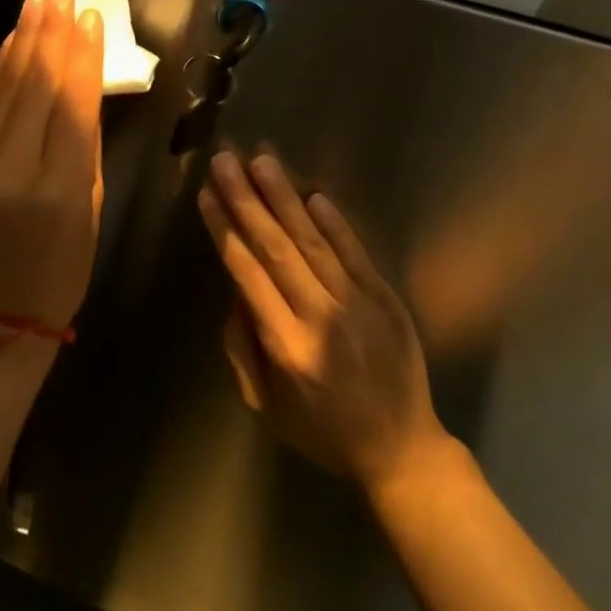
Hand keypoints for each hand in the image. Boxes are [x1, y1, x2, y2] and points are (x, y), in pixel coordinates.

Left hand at [0, 0, 104, 340]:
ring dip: (23, 40)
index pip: (71, 104)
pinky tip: (14, 43)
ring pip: (2, 88)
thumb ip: (85, 144)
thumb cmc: (59, 270)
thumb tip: (84, 83)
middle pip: (34, 86)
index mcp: (56, 191)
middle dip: (51, 32)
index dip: (83, 55)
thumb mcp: (90, 210)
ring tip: (40, 2)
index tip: (91, 17)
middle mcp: (8, 172)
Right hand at [200, 152, 450, 492]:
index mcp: (286, 346)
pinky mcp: (386, 299)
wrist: (403, 451)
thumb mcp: (266, 403)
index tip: (207, 195)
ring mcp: (359, 306)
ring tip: (262, 160)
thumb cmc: (322, 429)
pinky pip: (356, 254)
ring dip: (285, 198)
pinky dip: (335, 223)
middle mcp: (320, 319)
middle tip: (226, 160)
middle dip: (247, 200)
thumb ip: (243, 345)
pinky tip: (314, 194)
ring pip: (314, 242)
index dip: (226, 230)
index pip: (248, 274)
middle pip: (277, 249)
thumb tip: (236, 287)